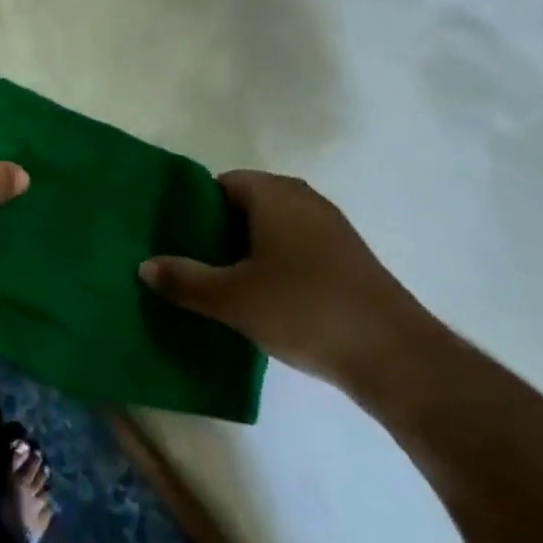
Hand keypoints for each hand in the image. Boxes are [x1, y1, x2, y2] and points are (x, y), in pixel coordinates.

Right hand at [140, 171, 435, 395]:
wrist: (398, 358)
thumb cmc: (305, 310)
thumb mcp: (231, 298)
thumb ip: (184, 279)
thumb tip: (144, 266)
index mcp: (274, 194)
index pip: (219, 184)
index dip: (192, 207)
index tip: (173, 236)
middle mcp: (304, 200)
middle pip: (244, 205)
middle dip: (215, 230)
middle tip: (187, 260)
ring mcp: (331, 230)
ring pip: (270, 229)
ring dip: (243, 251)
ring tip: (216, 281)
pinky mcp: (347, 261)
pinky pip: (294, 250)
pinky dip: (272, 265)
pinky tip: (258, 298)